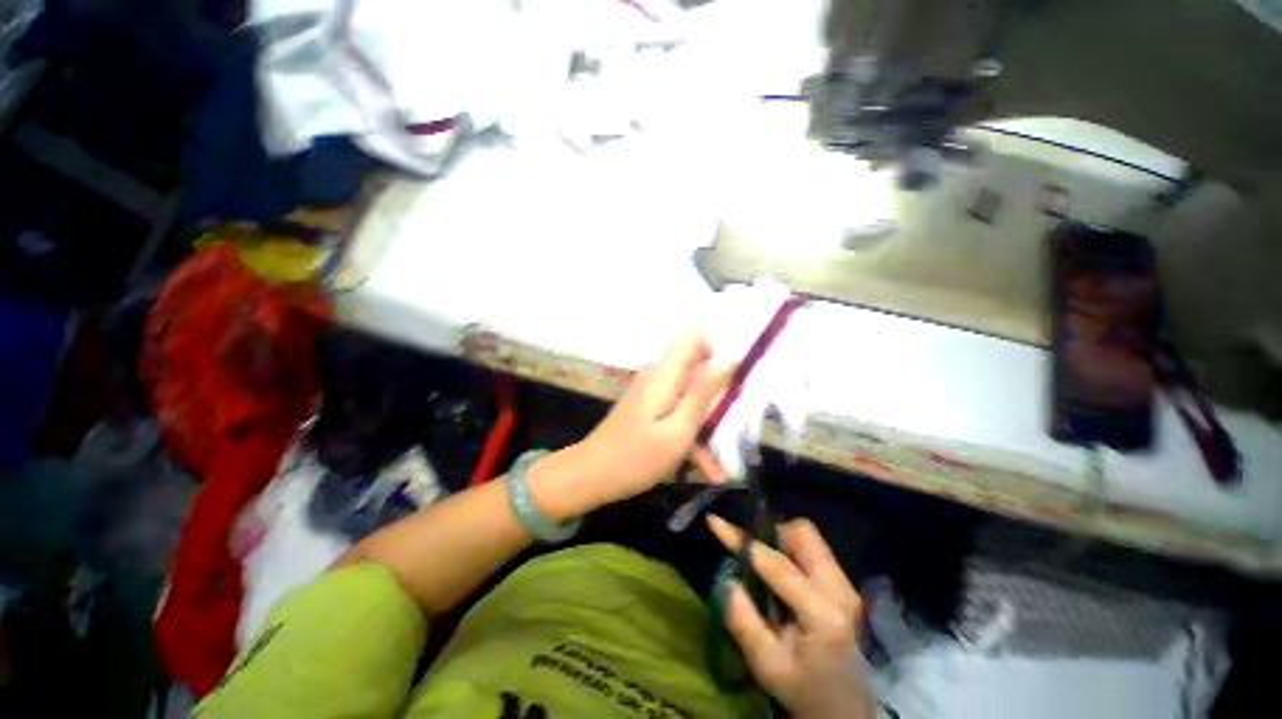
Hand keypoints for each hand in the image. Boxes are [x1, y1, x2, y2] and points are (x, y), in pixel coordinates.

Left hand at [576, 330, 733, 507]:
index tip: (730, 380)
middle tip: (732, 428)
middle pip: (697, 369)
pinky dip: (690, 435)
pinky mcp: (649, 407)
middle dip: (718, 396)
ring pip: (690, 396)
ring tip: (720, 465)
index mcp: (666, 374)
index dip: (716, 350)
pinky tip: (704, 469)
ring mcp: (653, 392)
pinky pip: (677, 412)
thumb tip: (728, 361)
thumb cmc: (636, 457)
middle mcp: (659, 376)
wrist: (591, 476)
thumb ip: (703, 394)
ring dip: (706, 425)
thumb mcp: (678, 430)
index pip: (693, 336)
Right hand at [708, 515, 871, 718]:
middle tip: (750, 553)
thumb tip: (726, 578)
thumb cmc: (805, 691)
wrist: (846, 710)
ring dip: (781, 542)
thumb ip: (742, 620)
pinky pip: (813, 551)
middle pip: (803, 535)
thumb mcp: (766, 665)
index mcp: (824, 614)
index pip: (778, 564)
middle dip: (771, 534)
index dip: (743, 540)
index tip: (715, 522)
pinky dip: (790, 552)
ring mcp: (847, 585)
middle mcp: (841, 590)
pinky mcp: (844, 585)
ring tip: (763, 566)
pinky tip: (781, 577)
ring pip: (809, 538)